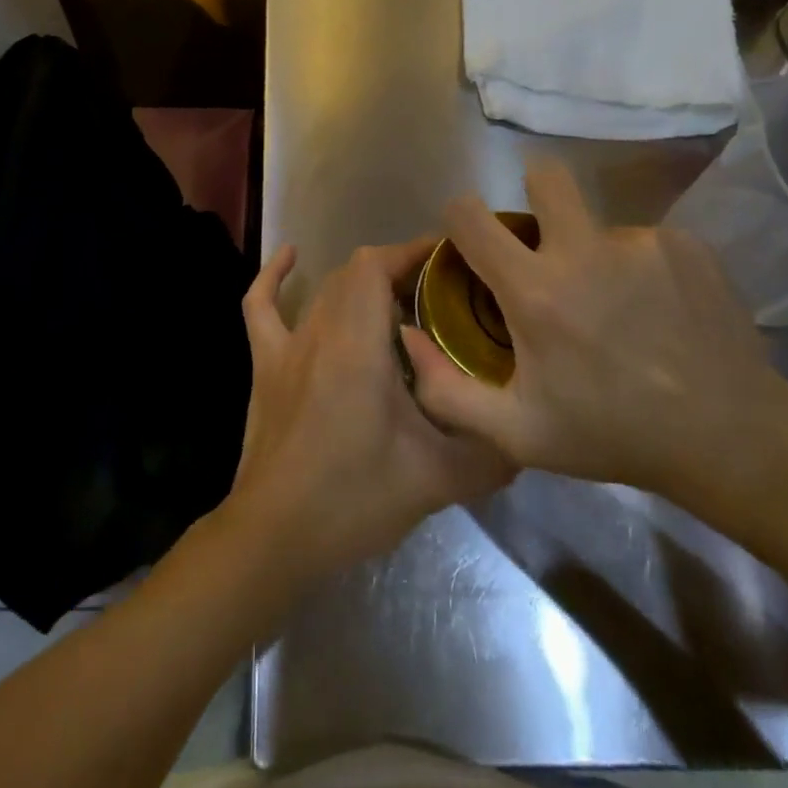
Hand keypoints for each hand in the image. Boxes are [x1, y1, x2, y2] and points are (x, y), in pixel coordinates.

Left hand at [220, 240, 512, 583]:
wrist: (275, 536)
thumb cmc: (353, 500)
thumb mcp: (436, 480)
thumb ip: (490, 454)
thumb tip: (527, 436)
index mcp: (357, 345)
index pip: (377, 267)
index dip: (411, 250)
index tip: (449, 258)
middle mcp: (319, 332)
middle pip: (356, 274)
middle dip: (399, 270)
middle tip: (440, 293)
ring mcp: (286, 347)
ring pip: (325, 291)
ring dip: (361, 283)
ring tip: (399, 298)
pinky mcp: (264, 366)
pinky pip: (260, 307)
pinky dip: (274, 277)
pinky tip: (292, 257)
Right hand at [401, 158, 787, 499]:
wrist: (730, 437)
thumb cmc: (612, 434)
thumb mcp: (516, 432)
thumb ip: (446, 390)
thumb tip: (407, 338)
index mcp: (535, 290)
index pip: (470, 215)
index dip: (459, 217)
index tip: (470, 240)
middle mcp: (584, 250)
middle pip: (544, 176)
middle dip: (534, 196)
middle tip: (545, 243)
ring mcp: (640, 242)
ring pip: (596, 223)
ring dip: (593, 253)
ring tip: (617, 308)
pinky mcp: (685, 245)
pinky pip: (641, 241)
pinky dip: (638, 268)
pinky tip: (657, 312)